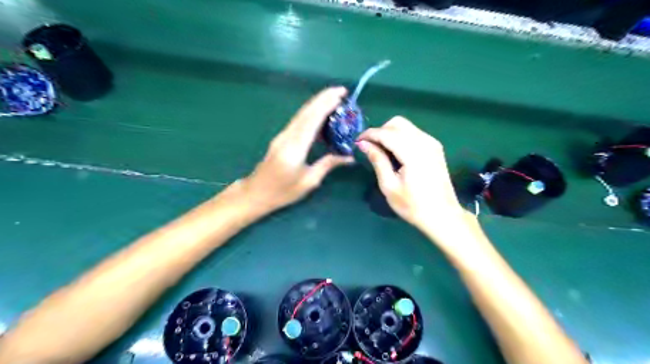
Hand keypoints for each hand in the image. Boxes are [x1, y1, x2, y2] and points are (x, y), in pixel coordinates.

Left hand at [238, 87, 352, 214]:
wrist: (256, 193)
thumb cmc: (283, 191)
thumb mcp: (308, 181)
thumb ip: (327, 164)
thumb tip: (349, 157)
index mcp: (295, 147)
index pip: (312, 120)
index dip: (326, 105)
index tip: (341, 94)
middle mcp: (288, 136)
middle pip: (306, 112)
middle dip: (323, 98)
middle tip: (341, 90)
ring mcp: (282, 136)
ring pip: (301, 114)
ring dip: (317, 103)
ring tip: (334, 97)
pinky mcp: (281, 138)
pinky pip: (298, 121)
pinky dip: (311, 113)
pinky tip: (320, 113)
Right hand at [356, 116, 467, 237]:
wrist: (442, 215)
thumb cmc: (413, 206)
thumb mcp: (389, 186)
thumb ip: (377, 160)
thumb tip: (363, 144)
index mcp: (413, 153)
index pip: (386, 133)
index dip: (369, 134)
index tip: (357, 142)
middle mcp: (425, 142)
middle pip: (397, 123)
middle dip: (380, 131)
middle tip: (370, 147)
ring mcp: (432, 143)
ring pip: (406, 126)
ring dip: (390, 133)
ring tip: (380, 150)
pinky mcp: (435, 147)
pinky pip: (414, 133)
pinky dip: (400, 137)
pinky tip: (395, 152)